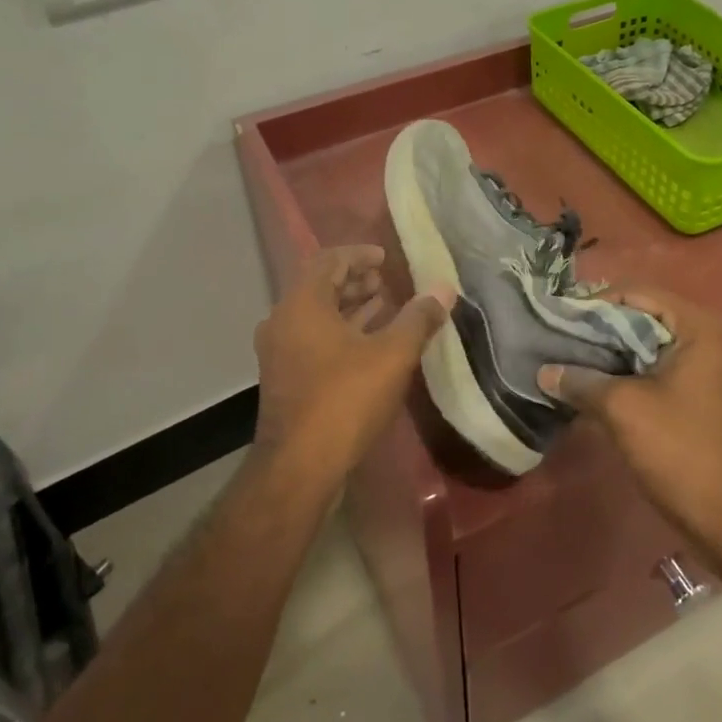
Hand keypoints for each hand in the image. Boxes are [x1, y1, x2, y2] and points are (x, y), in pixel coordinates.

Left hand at [252, 245, 454, 485]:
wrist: (299, 467)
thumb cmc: (345, 399)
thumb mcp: (392, 355)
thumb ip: (418, 318)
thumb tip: (443, 290)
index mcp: (302, 304)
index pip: (328, 260)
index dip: (359, 254)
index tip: (385, 257)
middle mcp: (283, 320)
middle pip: (320, 286)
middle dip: (355, 280)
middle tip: (388, 282)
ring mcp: (279, 351)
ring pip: (316, 315)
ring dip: (349, 307)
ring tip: (385, 308)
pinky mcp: (284, 377)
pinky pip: (313, 338)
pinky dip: (340, 331)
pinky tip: (369, 345)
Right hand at [539, 289, 721, 553]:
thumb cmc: (683, 452)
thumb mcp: (624, 410)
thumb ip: (581, 381)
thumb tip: (544, 372)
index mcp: (699, 328)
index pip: (637, 293)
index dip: (594, 304)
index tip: (558, 321)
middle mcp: (710, 340)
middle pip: (643, 319)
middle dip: (599, 332)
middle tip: (557, 343)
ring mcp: (711, 371)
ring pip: (649, 349)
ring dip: (611, 358)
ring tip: (568, 366)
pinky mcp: (705, 400)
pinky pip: (659, 374)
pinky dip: (629, 378)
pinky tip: (594, 392)